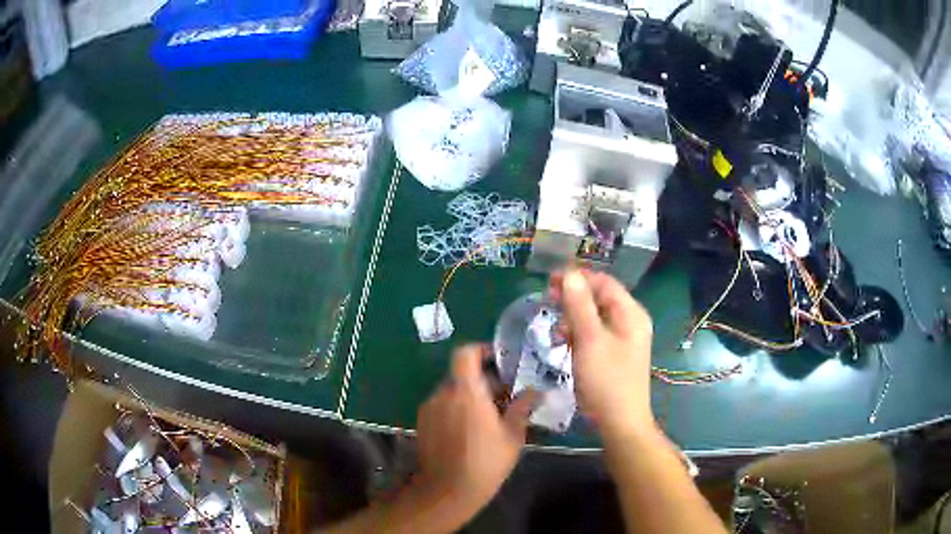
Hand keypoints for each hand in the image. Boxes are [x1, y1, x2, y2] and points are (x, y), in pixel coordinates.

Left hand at [414, 344, 535, 516]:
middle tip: (503, 395)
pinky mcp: (422, 423)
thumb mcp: (512, 437)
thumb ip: (522, 409)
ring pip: (451, 390)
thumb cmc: (485, 463)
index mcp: (466, 392)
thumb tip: (535, 392)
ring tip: (488, 415)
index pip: (465, 353)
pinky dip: (455, 408)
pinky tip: (470, 429)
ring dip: (469, 395)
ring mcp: (429, 408)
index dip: (481, 350)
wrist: (446, 491)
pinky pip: (441, 405)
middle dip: (482, 379)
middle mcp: (443, 394)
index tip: (499, 361)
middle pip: (460, 373)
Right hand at [551, 270, 656, 438]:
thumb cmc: (606, 380)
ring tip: (554, 327)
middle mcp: (630, 322)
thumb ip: (579, 305)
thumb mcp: (590, 340)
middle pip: (600, 298)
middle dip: (573, 297)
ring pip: (595, 317)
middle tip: (548, 301)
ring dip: (574, 317)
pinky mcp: (614, 356)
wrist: (619, 423)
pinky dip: (578, 334)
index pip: (604, 282)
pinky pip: (595, 335)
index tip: (549, 281)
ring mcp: (623, 340)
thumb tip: (569, 274)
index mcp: (631, 314)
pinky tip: (564, 343)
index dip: (578, 278)